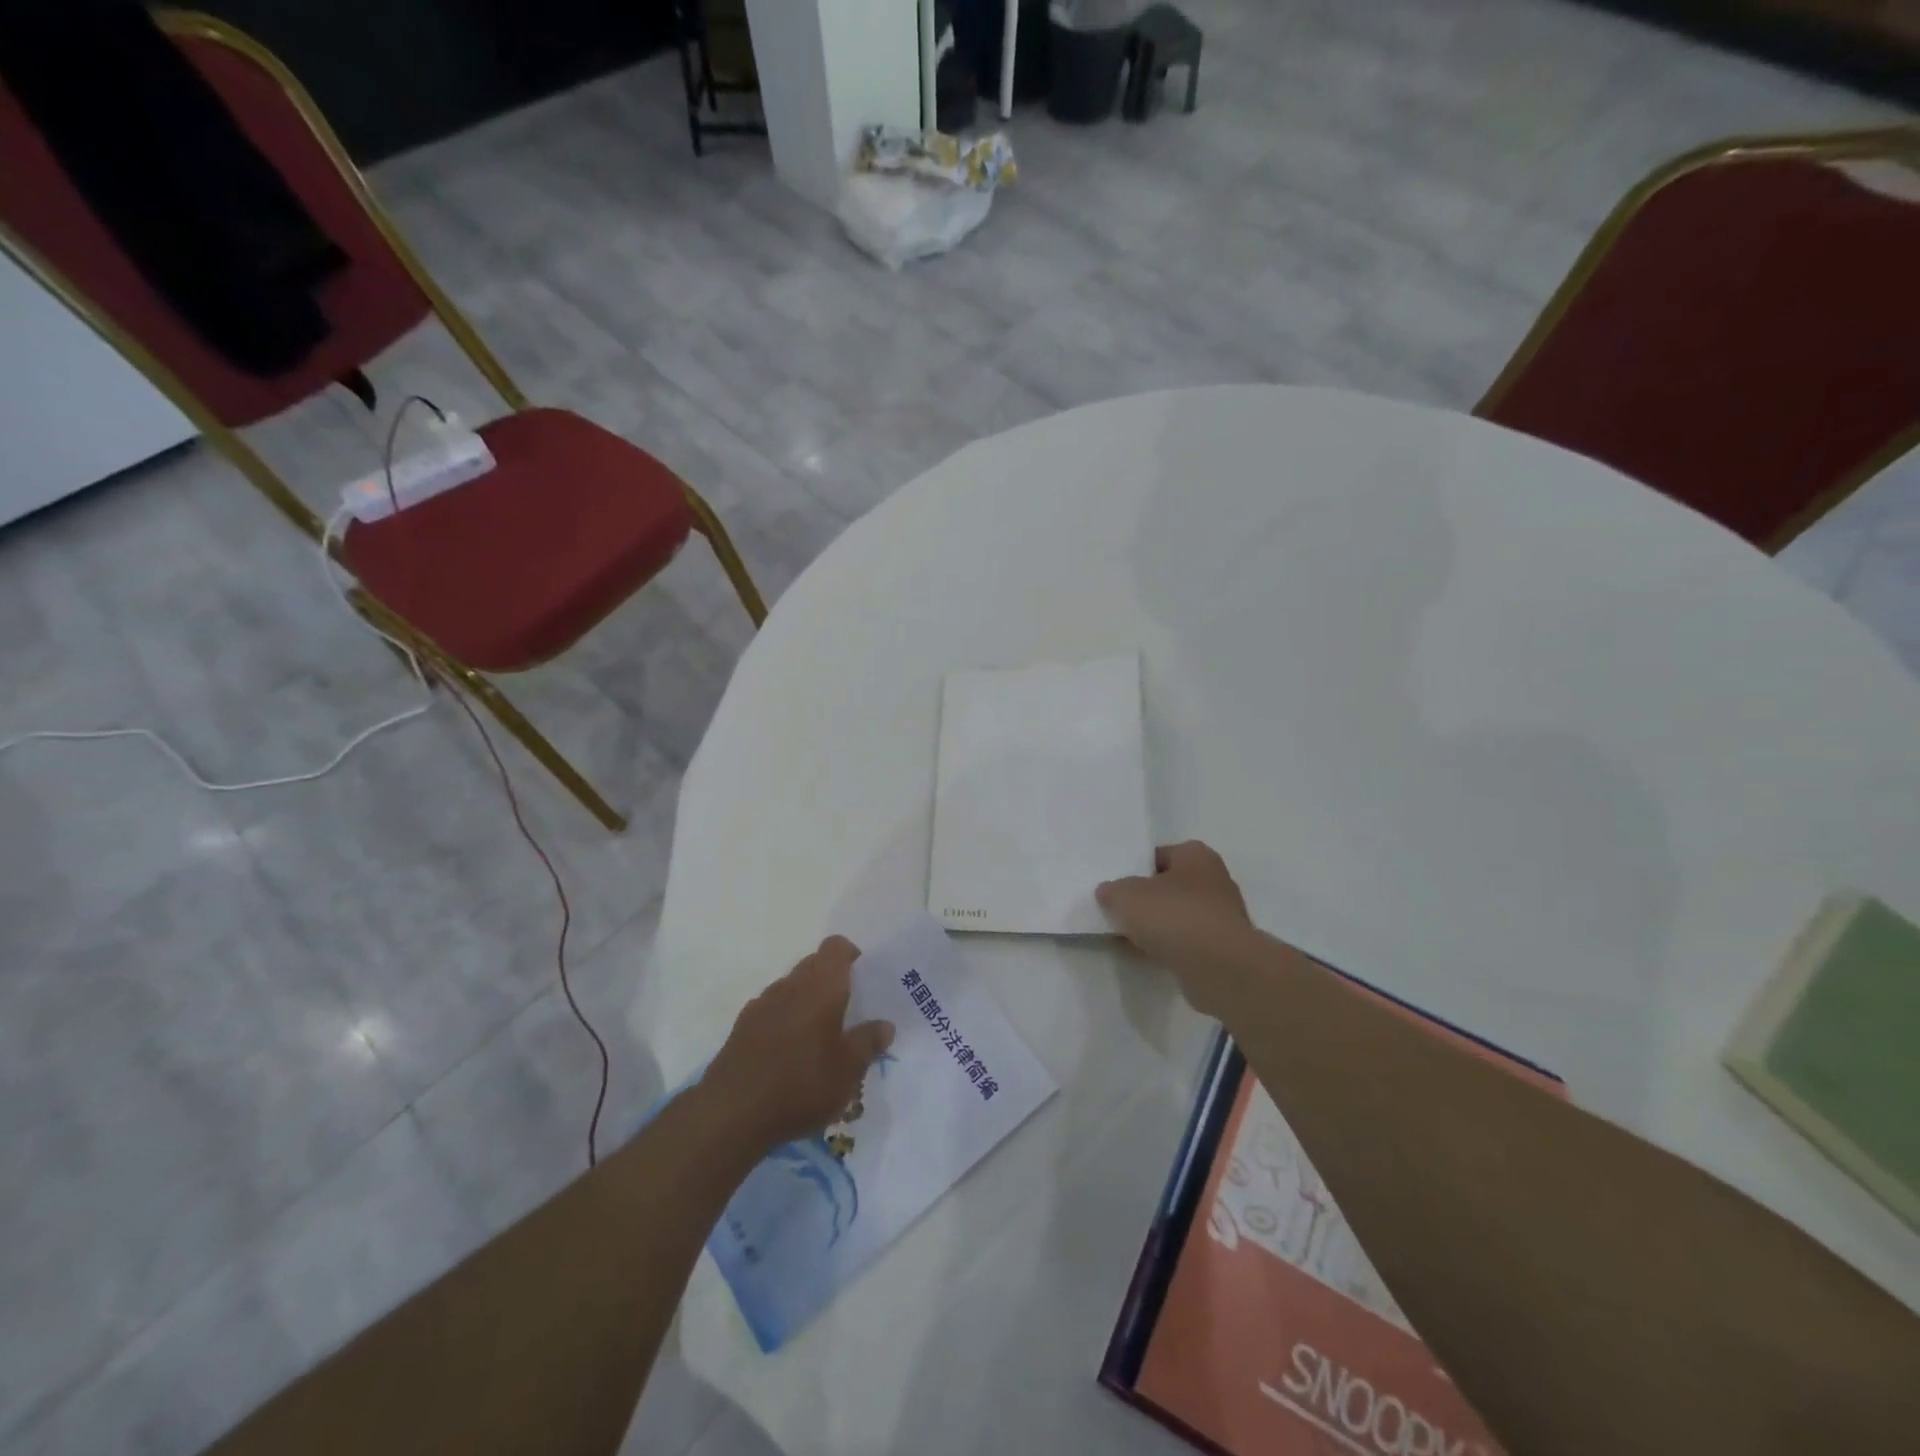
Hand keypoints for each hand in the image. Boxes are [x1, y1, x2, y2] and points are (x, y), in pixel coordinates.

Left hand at [699, 936, 894, 1154]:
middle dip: (832, 982)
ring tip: (820, 1039)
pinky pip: (772, 1012)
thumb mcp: (849, 1069)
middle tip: (849, 1012)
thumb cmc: (802, 1083)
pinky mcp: (742, 1028)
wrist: (732, 1113)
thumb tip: (885, 1025)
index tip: (864, 978)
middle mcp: (790, 984)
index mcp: (821, 985)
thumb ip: (868, 1042)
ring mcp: (762, 1005)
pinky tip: (790, 1056)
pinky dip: (785, 1022)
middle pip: (814, 965)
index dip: (851, 955)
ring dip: (806, 1003)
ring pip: (791, 989)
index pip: (836, 947)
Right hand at [1097, 841, 1256, 1012]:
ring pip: (1177, 917)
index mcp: (1195, 855)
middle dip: (1146, 901)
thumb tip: (1109, 893)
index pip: (1158, 856)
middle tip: (1119, 913)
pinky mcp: (1222, 949)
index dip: (1135, 870)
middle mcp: (1214, 880)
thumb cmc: (1174, 916)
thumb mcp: (1126, 896)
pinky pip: (1186, 943)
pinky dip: (1169, 948)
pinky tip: (1147, 957)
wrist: (1219, 967)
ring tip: (1127, 939)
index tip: (1116, 888)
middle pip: (1169, 887)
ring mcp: (1221, 916)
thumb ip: (1112, 891)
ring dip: (1157, 927)